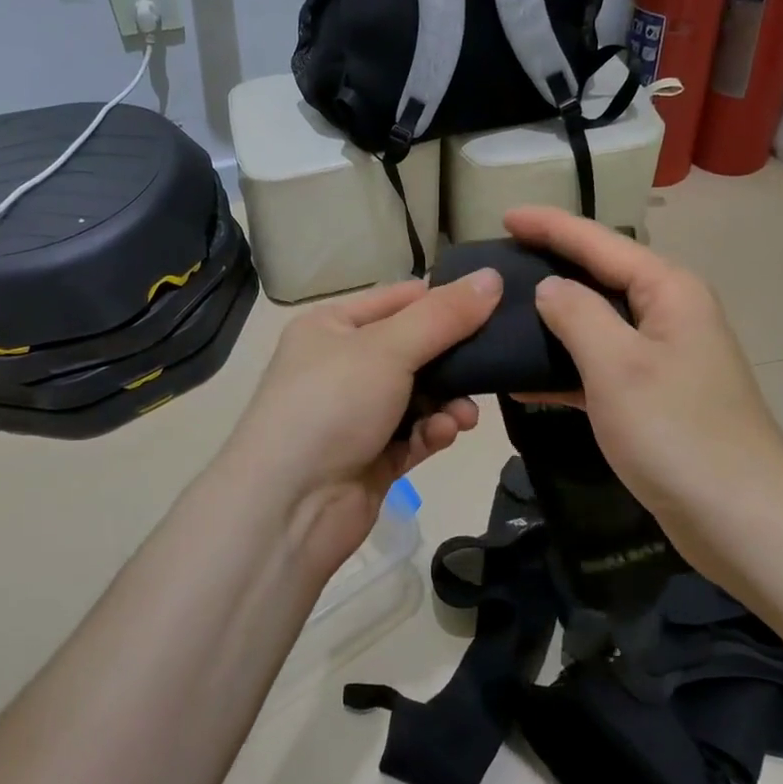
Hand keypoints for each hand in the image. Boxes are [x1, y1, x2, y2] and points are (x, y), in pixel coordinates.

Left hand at [221, 271, 502, 576]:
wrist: (288, 508)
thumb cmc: (332, 405)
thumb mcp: (388, 348)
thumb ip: (444, 316)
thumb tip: (493, 276)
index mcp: (332, 326)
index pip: (398, 300)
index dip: (443, 301)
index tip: (494, 305)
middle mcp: (341, 365)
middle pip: (413, 349)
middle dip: (453, 359)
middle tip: (493, 363)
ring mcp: (356, 414)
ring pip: (420, 395)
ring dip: (448, 401)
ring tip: (465, 415)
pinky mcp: (371, 457)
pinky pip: (414, 435)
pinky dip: (432, 432)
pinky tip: (446, 434)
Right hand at [503, 206, 782, 518]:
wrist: (740, 518)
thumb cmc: (676, 431)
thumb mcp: (617, 364)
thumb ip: (577, 315)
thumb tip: (548, 288)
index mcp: (668, 290)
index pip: (598, 242)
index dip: (550, 225)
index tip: (504, 215)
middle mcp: (669, 313)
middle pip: (600, 275)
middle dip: (551, 265)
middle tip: (499, 262)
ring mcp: (663, 357)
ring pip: (597, 323)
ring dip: (553, 319)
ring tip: (502, 313)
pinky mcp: (654, 396)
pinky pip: (600, 366)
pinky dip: (565, 368)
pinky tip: (524, 380)